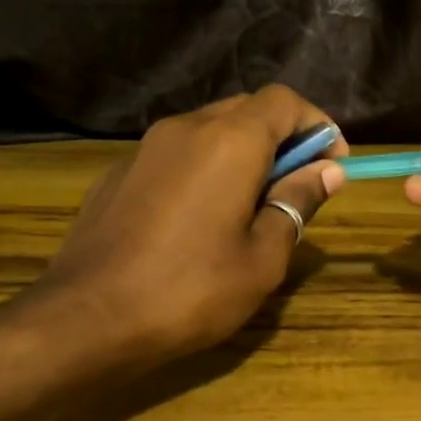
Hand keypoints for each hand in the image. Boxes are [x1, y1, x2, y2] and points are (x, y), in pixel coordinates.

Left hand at [24, 87, 345, 362]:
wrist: (88, 318)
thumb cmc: (192, 290)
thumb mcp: (263, 256)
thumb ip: (296, 203)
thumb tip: (326, 172)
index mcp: (229, 141)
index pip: (284, 101)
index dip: (317, 126)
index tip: (332, 166)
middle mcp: (186, 128)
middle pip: (247, 109)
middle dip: (283, 138)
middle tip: (297, 187)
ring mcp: (145, 149)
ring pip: (210, 130)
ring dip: (244, 154)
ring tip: (252, 206)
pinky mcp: (119, 173)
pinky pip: (177, 155)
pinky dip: (205, 169)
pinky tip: (201, 219)